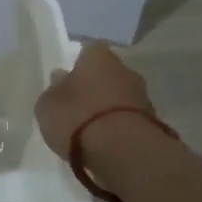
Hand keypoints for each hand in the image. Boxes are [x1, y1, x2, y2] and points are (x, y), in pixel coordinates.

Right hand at [34, 43, 162, 159]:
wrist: (123, 151)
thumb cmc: (77, 117)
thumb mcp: (48, 105)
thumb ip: (54, 90)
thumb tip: (60, 78)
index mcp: (98, 58)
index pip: (90, 50)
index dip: (79, 62)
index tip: (70, 77)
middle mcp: (124, 70)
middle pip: (109, 72)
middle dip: (96, 84)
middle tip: (79, 102)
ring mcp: (142, 97)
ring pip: (121, 95)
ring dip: (109, 106)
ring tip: (92, 126)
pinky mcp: (153, 123)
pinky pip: (130, 118)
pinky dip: (119, 125)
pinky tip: (107, 140)